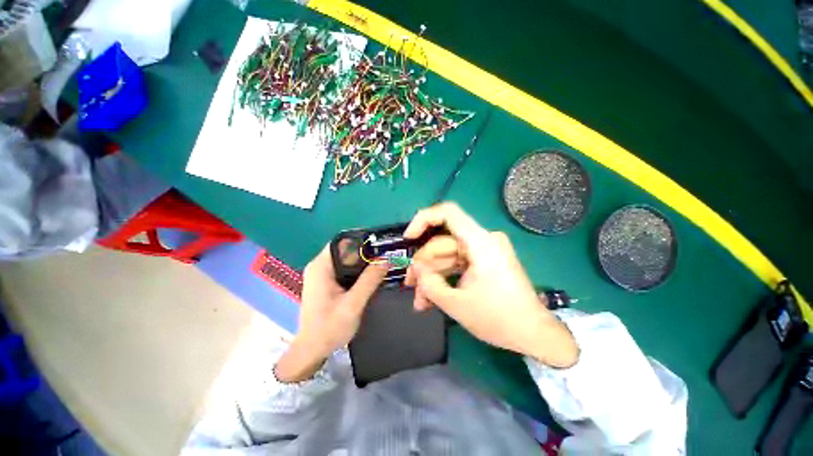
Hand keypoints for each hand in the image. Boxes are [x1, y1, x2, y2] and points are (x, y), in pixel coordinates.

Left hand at [275, 244, 387, 382]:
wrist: (312, 351)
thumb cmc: (329, 328)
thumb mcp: (353, 304)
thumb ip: (369, 280)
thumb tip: (386, 259)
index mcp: (321, 267)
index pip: (341, 242)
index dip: (361, 240)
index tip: (380, 243)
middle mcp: (320, 266)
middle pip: (345, 250)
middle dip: (366, 252)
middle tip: (386, 255)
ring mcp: (322, 275)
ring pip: (347, 260)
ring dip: (363, 262)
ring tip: (383, 263)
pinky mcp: (327, 283)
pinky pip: (345, 270)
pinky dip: (358, 271)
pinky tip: (372, 276)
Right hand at [404, 202, 578, 367]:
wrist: (535, 335)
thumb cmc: (499, 319)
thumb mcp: (457, 304)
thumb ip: (430, 284)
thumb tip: (416, 269)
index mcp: (480, 242)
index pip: (448, 213)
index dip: (423, 220)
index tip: (408, 239)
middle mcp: (482, 240)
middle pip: (442, 243)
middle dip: (424, 265)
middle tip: (410, 286)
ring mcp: (483, 251)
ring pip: (447, 256)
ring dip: (432, 277)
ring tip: (420, 301)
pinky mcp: (483, 262)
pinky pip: (457, 264)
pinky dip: (444, 278)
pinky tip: (431, 298)